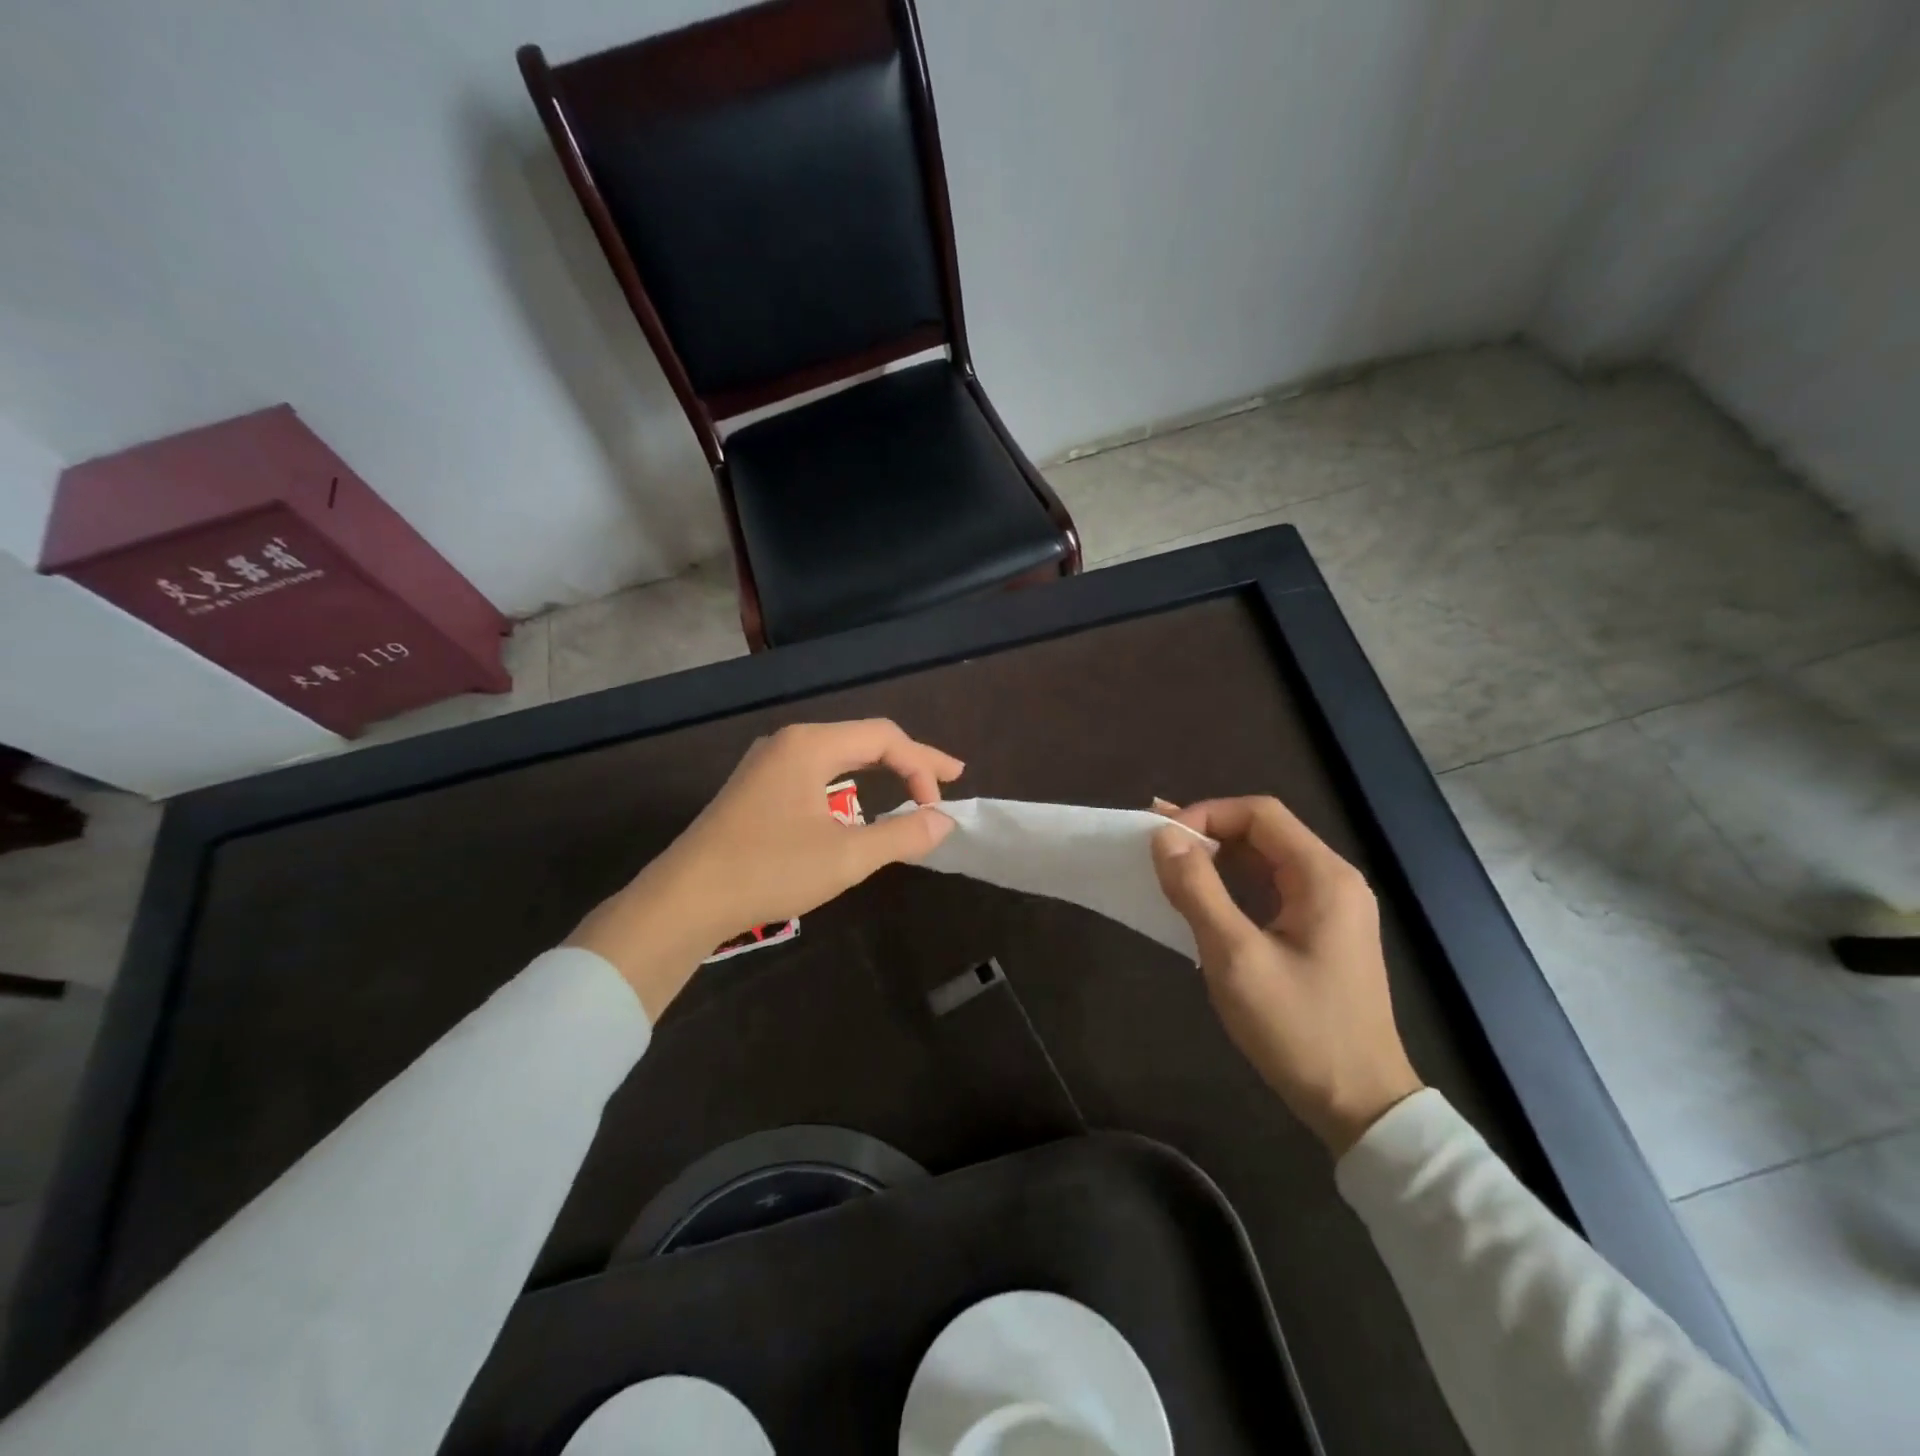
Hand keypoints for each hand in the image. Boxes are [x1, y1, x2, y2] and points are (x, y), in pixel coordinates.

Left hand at [568, 720, 962, 1016]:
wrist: (684, 899)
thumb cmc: (769, 870)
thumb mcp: (846, 856)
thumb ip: (901, 834)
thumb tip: (944, 821)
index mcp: (811, 745)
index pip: (884, 738)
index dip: (922, 766)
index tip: (939, 807)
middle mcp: (789, 742)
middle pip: (863, 739)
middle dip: (909, 760)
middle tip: (949, 778)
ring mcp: (767, 763)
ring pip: (838, 755)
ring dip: (879, 770)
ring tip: (911, 787)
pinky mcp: (755, 788)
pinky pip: (816, 772)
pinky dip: (849, 783)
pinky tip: (856, 804)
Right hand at [1150, 796, 1421, 1155]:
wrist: (1360, 1105)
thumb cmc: (1298, 1028)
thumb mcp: (1236, 957)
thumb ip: (1198, 890)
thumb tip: (1163, 837)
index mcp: (1323, 877)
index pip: (1259, 814)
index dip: (1206, 815)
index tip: (1162, 841)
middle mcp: (1333, 881)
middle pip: (1264, 832)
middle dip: (1207, 832)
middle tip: (1153, 843)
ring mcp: (1331, 908)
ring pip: (1266, 860)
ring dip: (1217, 857)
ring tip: (1167, 862)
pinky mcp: (1322, 933)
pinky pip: (1271, 889)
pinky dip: (1233, 884)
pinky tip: (1202, 896)